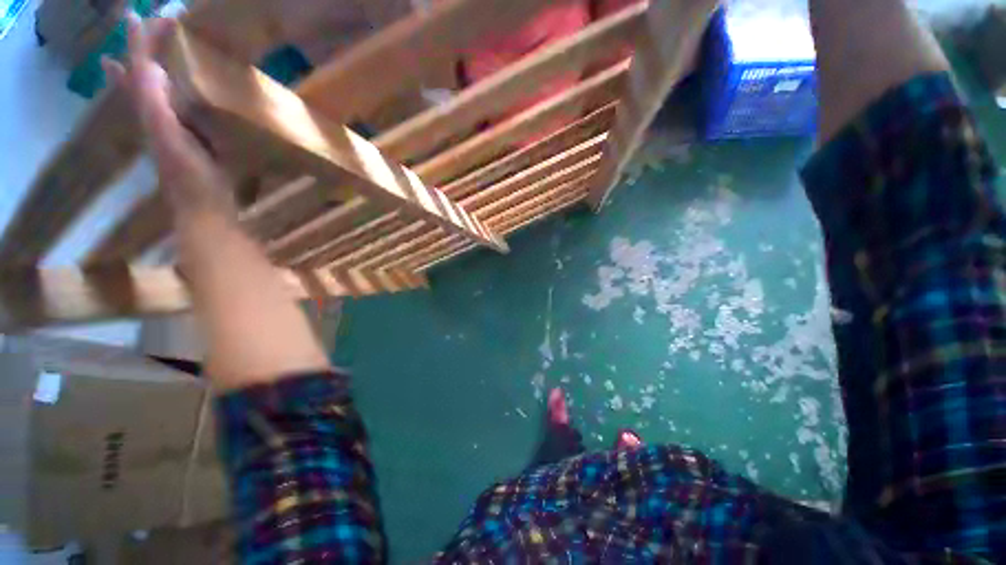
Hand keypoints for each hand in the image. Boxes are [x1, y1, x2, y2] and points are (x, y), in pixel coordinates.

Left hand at [102, 15, 235, 216]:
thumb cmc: (193, 181)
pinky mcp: (189, 142)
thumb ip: (157, 107)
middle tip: (138, 26)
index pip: (140, 68)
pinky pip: (174, 109)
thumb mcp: (173, 141)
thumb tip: (150, 68)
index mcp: (151, 113)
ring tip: (146, 53)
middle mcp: (154, 116)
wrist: (205, 212)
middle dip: (137, 51)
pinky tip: (179, 94)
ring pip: (152, 92)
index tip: (144, 16)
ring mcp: (171, 130)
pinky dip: (171, 95)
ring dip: (147, 69)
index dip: (141, 41)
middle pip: (139, 77)